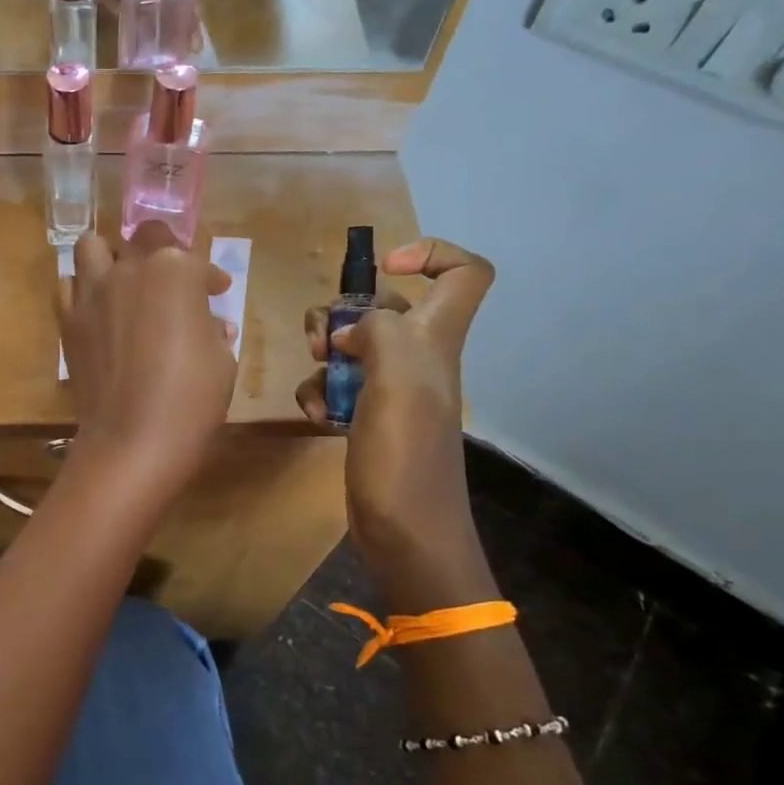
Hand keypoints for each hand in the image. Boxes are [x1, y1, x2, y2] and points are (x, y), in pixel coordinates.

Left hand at [60, 223, 237, 504]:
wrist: (133, 438)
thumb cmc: (191, 398)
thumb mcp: (221, 360)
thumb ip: (213, 330)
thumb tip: (211, 325)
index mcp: (175, 271)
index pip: (197, 261)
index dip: (210, 277)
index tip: (218, 292)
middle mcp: (129, 269)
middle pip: (144, 238)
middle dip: (163, 251)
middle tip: (172, 280)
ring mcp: (92, 292)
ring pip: (93, 247)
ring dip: (111, 257)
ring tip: (125, 281)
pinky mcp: (68, 319)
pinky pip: (68, 286)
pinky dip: (82, 289)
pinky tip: (98, 310)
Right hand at [297, 239, 497, 611]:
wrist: (406, 530)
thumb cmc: (406, 454)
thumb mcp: (397, 378)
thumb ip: (378, 331)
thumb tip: (351, 331)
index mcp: (436, 339)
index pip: (466, 273)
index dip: (431, 254)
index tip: (384, 268)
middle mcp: (418, 357)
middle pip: (385, 307)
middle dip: (343, 314)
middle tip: (323, 342)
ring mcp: (391, 389)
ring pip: (352, 347)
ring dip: (324, 359)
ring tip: (318, 388)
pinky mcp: (368, 418)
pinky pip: (338, 388)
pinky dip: (320, 396)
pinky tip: (317, 418)